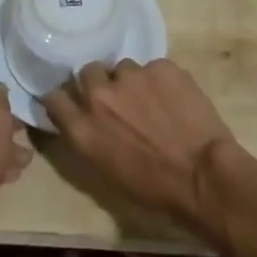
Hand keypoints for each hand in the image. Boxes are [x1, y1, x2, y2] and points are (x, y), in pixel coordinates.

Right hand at [43, 60, 240, 244]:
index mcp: (82, 128)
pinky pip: (154, 68)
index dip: (63, 98)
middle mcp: (99, 95)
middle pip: (87, 72)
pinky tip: (176, 99)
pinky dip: (162, 81)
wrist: (203, 176)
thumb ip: (89, 138)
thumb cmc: (154, 189)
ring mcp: (131, 76)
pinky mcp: (161, 66)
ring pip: (124, 67)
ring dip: (132, 81)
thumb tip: (86, 123)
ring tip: (152, 100)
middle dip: (99, 82)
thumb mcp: (106, 172)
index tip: (73, 102)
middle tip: (118, 99)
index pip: (54, 99)